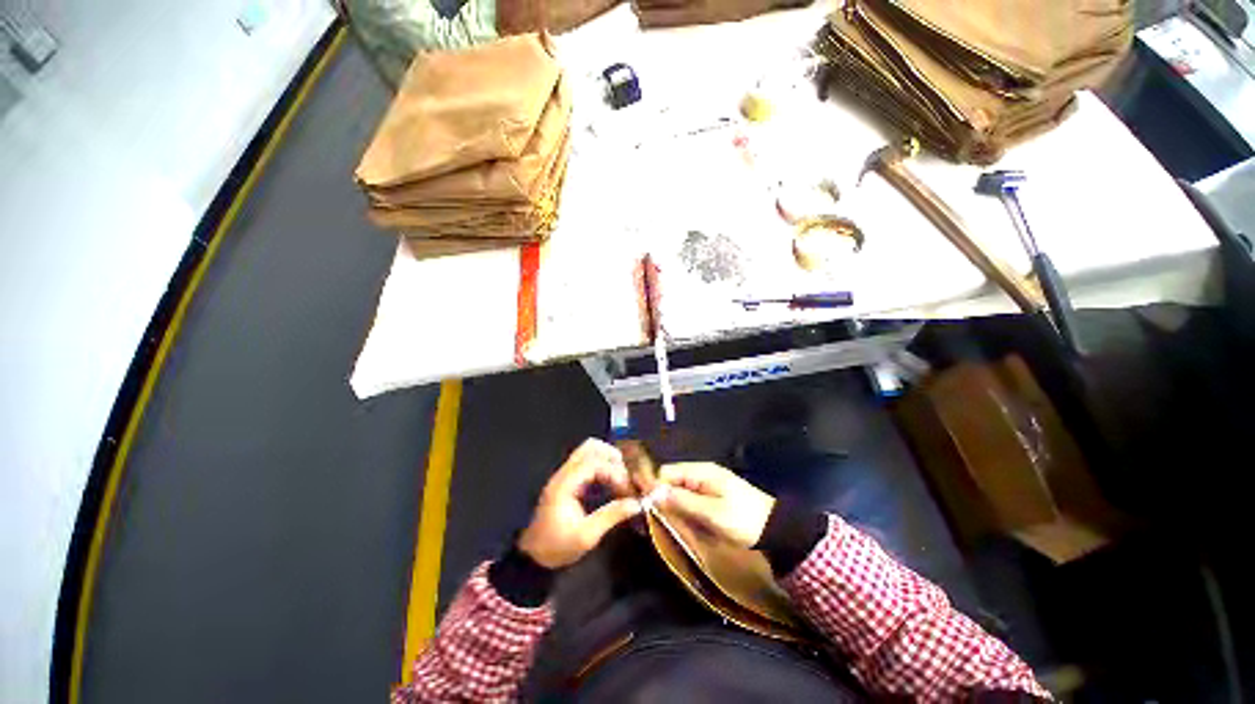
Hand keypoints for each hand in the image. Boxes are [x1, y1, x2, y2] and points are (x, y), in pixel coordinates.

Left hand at [518, 439, 641, 568]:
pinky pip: (587, 463)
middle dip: (612, 458)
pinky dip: (602, 466)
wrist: (532, 557)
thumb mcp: (587, 536)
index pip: (594, 463)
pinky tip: (611, 483)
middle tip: (626, 476)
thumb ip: (612, 515)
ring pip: (588, 452)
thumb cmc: (557, 547)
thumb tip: (637, 504)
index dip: (614, 472)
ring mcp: (565, 475)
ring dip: (607, 460)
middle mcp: (564, 473)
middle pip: (590, 447)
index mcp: (566, 484)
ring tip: (621, 479)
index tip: (627, 490)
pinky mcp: (568, 481)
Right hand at [658, 462, 775, 547]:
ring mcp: (705, 486)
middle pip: (671, 481)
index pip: (667, 472)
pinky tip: (681, 522)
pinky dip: (682, 510)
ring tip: (668, 523)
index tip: (646, 507)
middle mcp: (700, 474)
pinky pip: (688, 500)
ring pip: (678, 492)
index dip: (654, 486)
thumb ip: (683, 501)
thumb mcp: (712, 512)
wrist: (776, 530)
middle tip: (657, 519)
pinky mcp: (710, 498)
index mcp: (701, 471)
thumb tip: (653, 493)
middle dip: (662, 498)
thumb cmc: (744, 519)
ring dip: (672, 506)